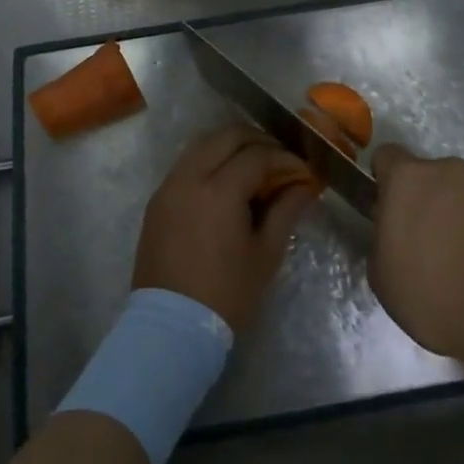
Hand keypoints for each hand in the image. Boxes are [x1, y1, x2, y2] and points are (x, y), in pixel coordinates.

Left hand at [132, 124, 318, 332]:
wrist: (171, 328)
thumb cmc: (226, 295)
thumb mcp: (265, 254)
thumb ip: (286, 211)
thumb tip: (305, 185)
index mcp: (219, 190)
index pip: (258, 155)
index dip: (285, 159)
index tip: (303, 173)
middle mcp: (190, 177)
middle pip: (228, 135)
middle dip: (259, 141)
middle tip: (281, 161)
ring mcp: (169, 185)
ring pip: (204, 143)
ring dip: (232, 146)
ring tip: (256, 167)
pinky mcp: (158, 199)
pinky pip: (187, 162)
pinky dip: (211, 160)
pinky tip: (228, 181)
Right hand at [369, 145, 463, 374]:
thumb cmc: (438, 293)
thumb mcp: (384, 280)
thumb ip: (382, 244)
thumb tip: (393, 236)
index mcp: (407, 179)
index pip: (386, 156)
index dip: (383, 181)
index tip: (386, 213)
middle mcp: (448, 170)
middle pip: (427, 178)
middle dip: (424, 205)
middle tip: (424, 248)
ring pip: (461, 196)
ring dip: (456, 220)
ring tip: (462, 267)